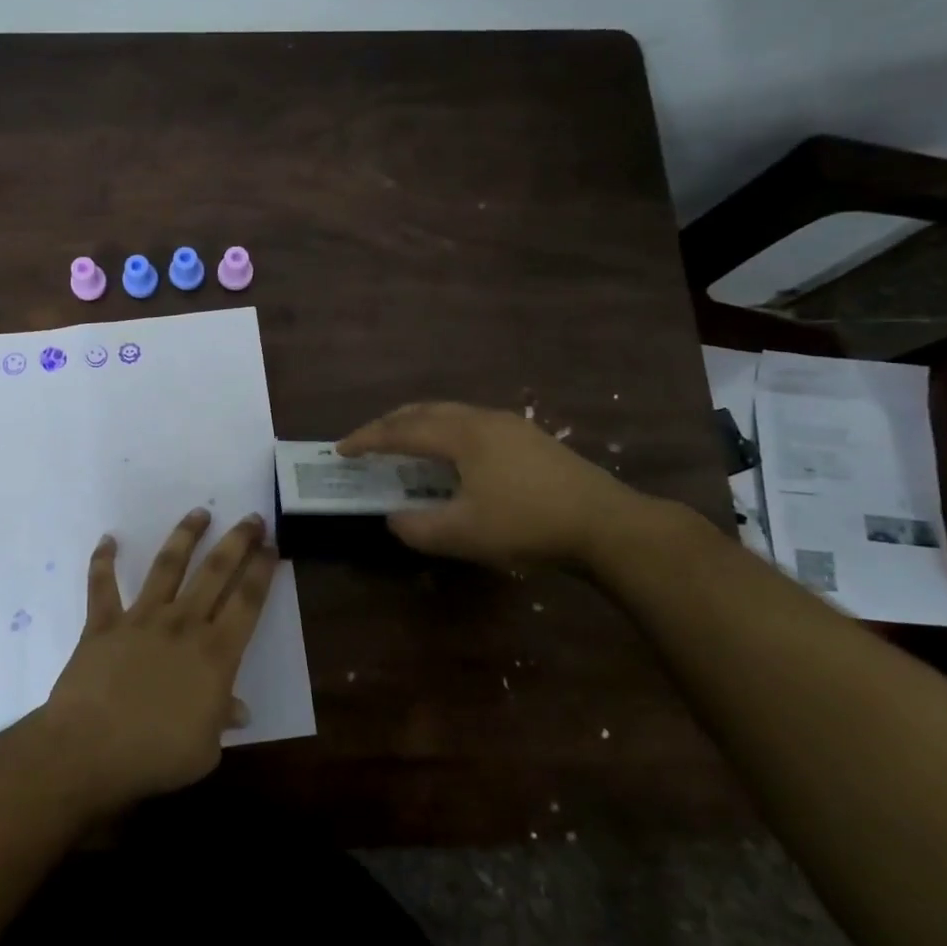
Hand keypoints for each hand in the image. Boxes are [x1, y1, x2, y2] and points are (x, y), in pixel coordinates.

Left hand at [42, 508, 276, 810]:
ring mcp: (141, 617)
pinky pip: (102, 585)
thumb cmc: (156, 755)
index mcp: (215, 652)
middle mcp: (183, 623)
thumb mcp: (205, 749)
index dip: (262, 570)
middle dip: (237, 541)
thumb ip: (222, 720)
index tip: (272, 546)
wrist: (89, 749)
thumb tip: (238, 709)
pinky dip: (102, 561)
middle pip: (215, 571)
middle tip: (252, 518)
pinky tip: (108, 540)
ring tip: (199, 513)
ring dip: (185, 536)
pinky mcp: (103, 623)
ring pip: (167, 565)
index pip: (248, 600)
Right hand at [338, 400, 643, 568]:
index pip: (401, 431)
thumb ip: (418, 527)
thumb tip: (393, 518)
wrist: (605, 523)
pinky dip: (445, 431)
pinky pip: (471, 423)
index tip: (341, 449)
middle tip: (367, 440)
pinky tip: (453, 454)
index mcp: (461, 435)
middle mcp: (481, 419)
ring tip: (404, 442)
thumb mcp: (464, 534)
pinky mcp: (529, 438)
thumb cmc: (527, 524)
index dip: (367, 439)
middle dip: (390, 423)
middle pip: (424, 411)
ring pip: (450, 413)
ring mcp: (509, 425)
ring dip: (419, 424)